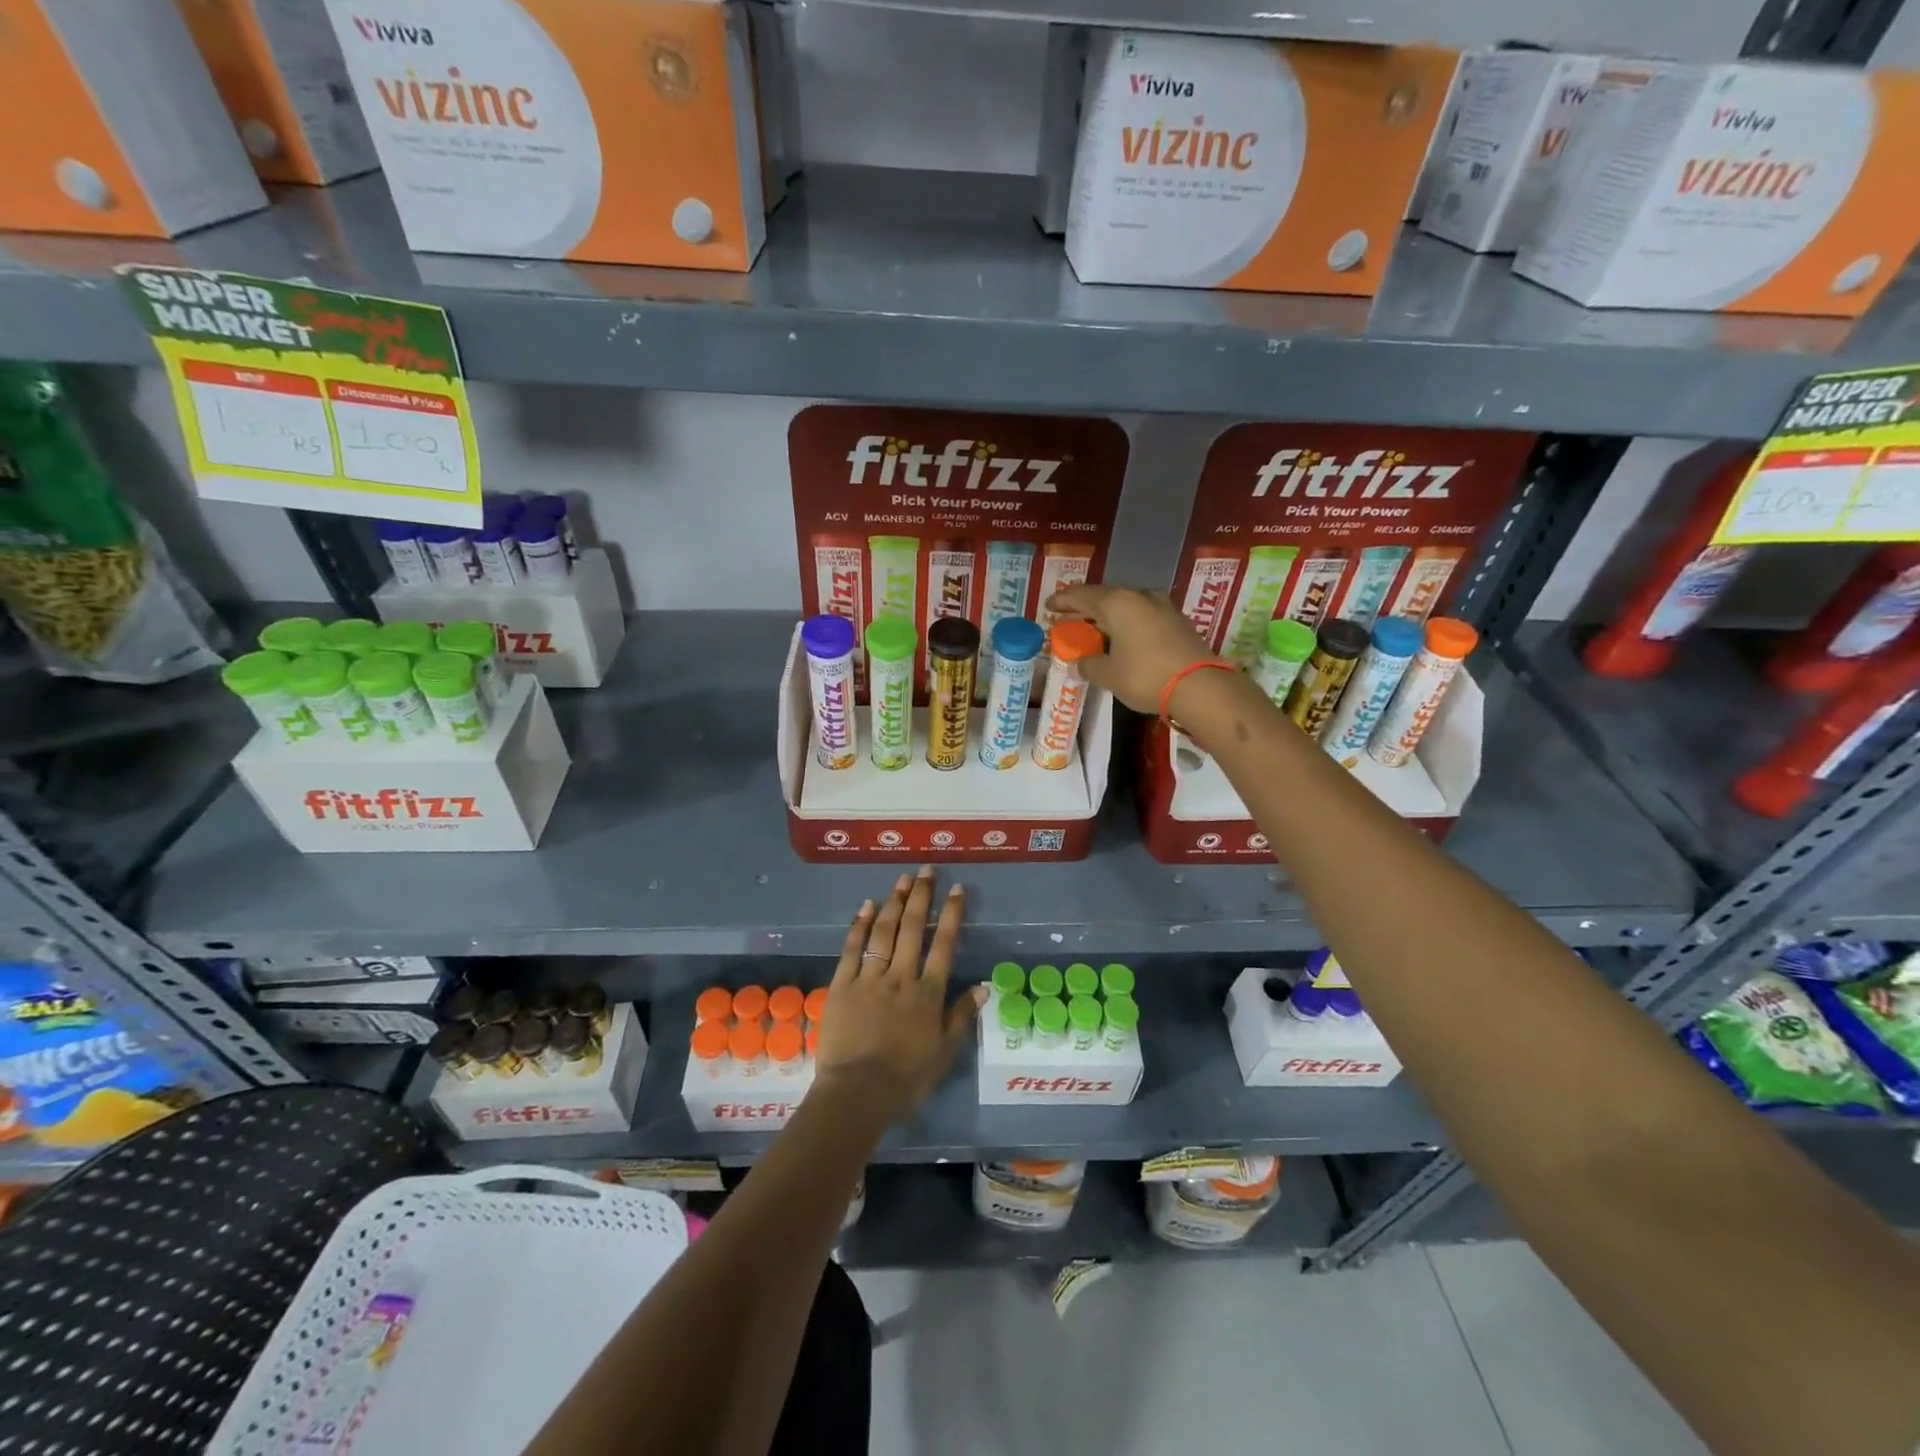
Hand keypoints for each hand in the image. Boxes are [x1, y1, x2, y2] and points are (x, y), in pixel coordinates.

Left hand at [813, 866, 984, 1120]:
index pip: (943, 944)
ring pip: (883, 931)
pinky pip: (852, 948)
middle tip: (926, 870)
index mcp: (928, 993)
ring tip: (903, 879)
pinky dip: (859, 925)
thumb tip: (983, 986)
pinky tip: (866, 905)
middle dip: (921, 896)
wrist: (857, 1092)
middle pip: (912, 928)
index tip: (957, 889)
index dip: (951, 914)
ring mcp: (869, 978)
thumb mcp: (944, 1052)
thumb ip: (961, 1016)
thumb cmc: (906, 1077)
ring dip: (894, 902)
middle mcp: (901, 976)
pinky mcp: (842, 985)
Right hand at [1047, 583, 1214, 714]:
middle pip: (1105, 597)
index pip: (1082, 595)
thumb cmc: (1146, 676)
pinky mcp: (1177, 622)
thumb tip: (1081, 662)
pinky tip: (1121, 637)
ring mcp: (1163, 607)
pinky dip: (1127, 624)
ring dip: (1108, 616)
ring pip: (1126, 606)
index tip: (1049, 606)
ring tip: (1093, 628)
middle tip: (1068, 618)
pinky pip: (1142, 616)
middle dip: (1085, 608)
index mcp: (1118, 602)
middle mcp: (1140, 596)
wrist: (1200, 687)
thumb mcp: (1109, 675)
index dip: (1063, 600)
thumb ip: (1090, 664)